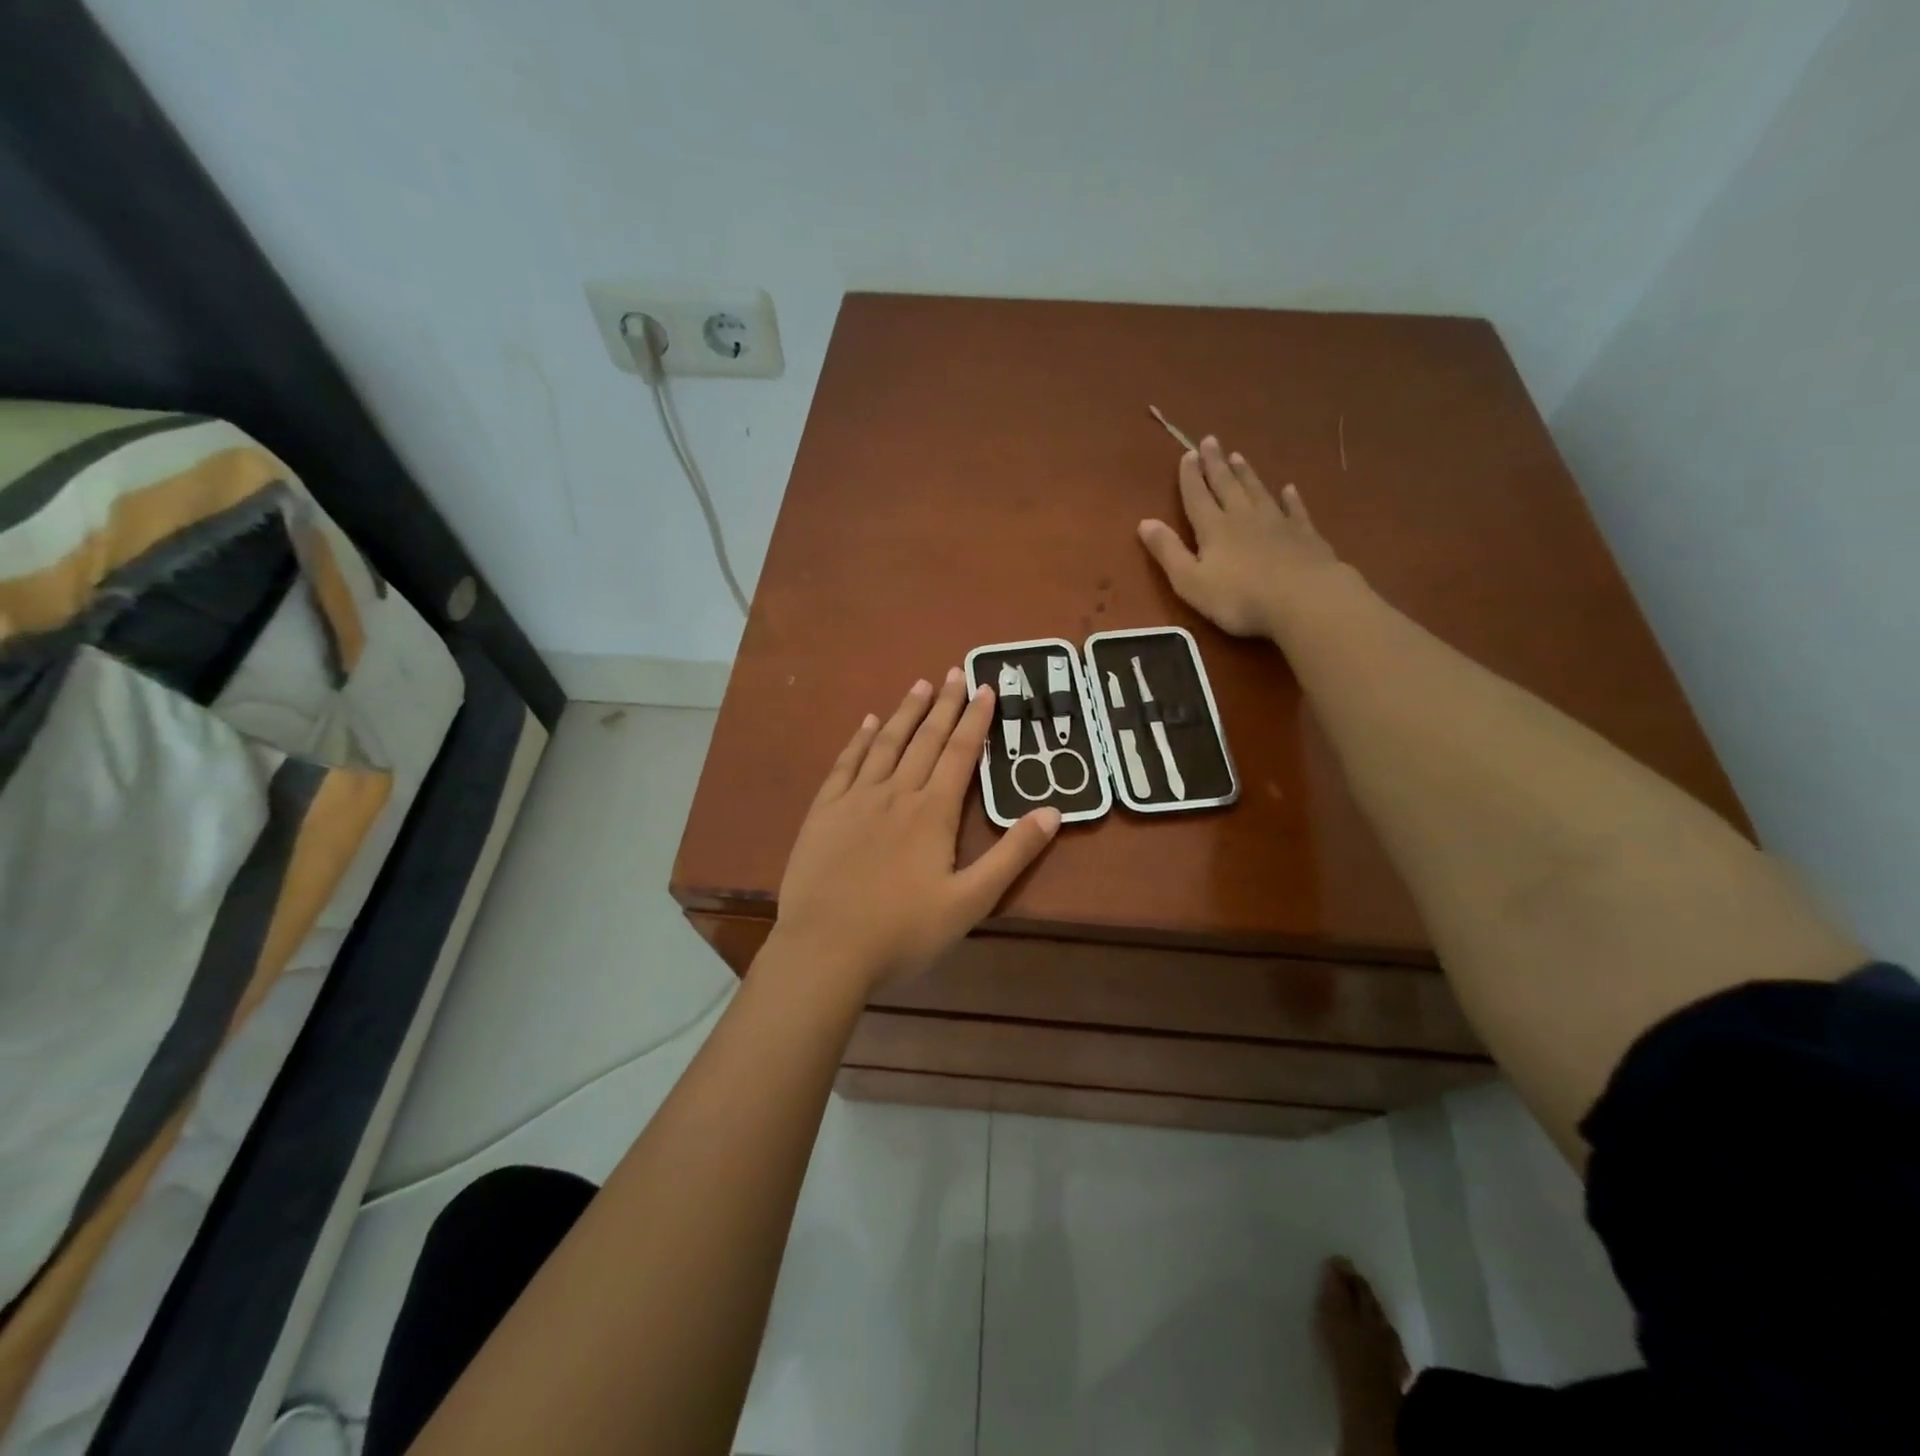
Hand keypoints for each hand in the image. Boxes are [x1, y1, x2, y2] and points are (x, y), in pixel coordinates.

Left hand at [774, 670, 1060, 992]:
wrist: (825, 949)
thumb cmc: (903, 931)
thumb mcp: (970, 901)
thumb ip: (1011, 855)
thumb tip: (1052, 812)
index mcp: (933, 812)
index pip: (960, 754)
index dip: (975, 719)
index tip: (985, 687)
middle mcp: (896, 793)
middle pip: (925, 739)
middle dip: (945, 705)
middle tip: (956, 672)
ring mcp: (855, 799)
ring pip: (886, 744)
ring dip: (905, 713)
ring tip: (921, 686)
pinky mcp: (824, 812)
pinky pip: (845, 764)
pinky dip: (859, 740)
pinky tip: (868, 722)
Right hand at [1138, 435, 1348, 638]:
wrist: (1303, 599)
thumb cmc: (1239, 597)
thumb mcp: (1190, 581)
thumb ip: (1168, 551)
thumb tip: (1144, 522)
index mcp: (1214, 528)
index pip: (1197, 496)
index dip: (1190, 476)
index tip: (1187, 454)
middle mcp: (1243, 517)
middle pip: (1227, 485)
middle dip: (1216, 464)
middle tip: (1211, 441)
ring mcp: (1277, 522)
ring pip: (1257, 491)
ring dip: (1246, 474)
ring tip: (1238, 456)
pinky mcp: (1304, 534)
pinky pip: (1294, 509)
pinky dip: (1290, 498)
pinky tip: (1289, 489)